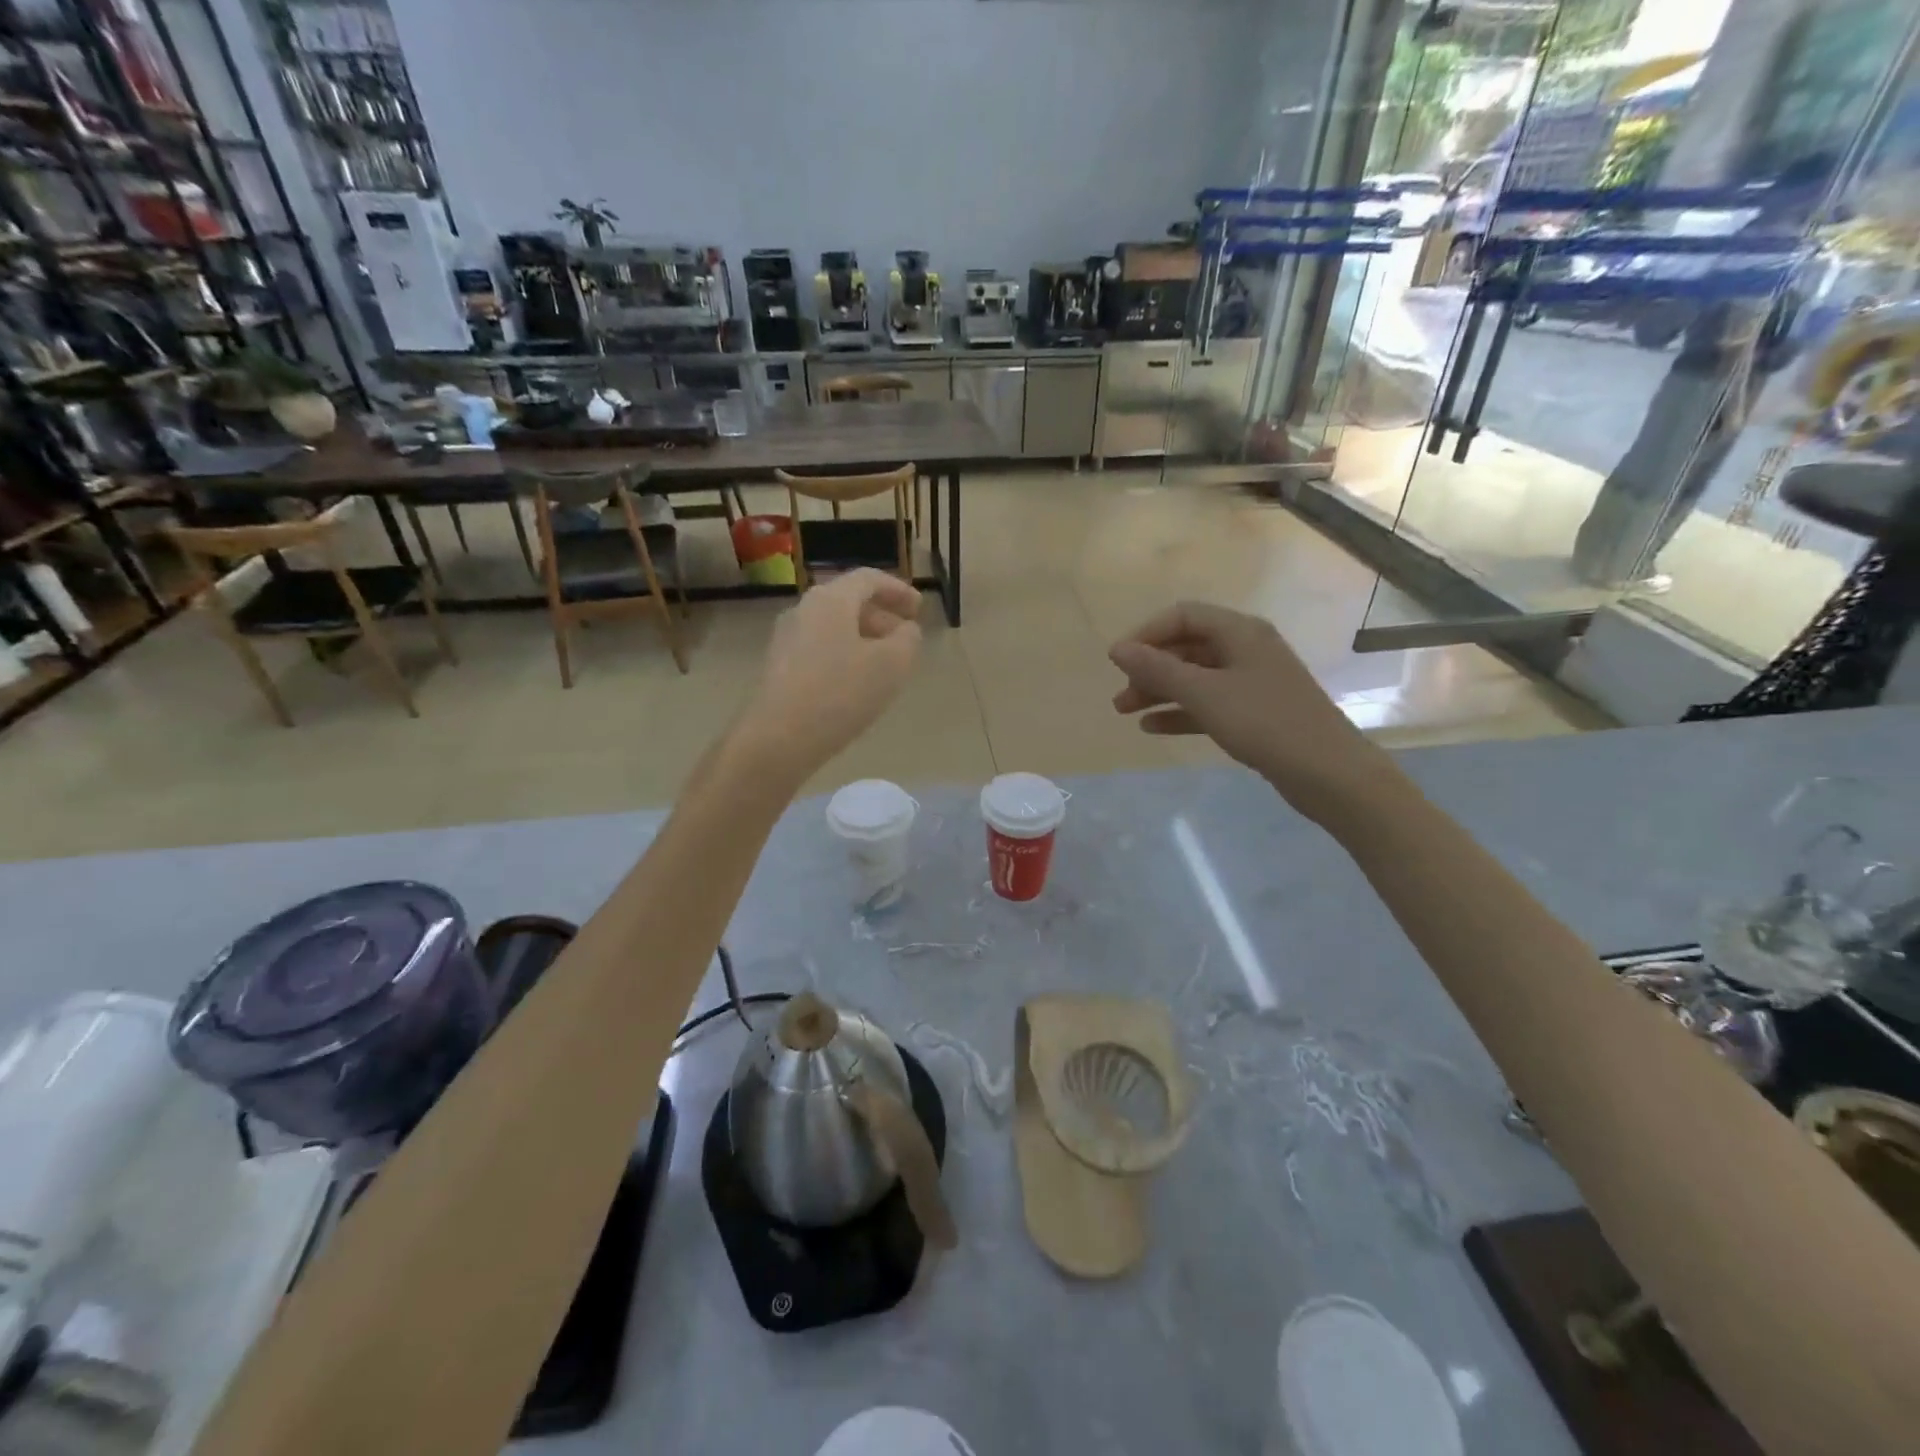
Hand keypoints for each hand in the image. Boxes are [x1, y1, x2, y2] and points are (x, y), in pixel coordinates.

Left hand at [742, 569, 922, 777]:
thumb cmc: (840, 693)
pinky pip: (819, 649)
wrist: (778, 739)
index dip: (898, 590)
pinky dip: (844, 655)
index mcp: (831, 599)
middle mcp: (803, 610)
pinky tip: (856, 684)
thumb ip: (908, 639)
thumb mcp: (892, 664)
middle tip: (905, 639)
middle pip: (849, 602)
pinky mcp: (779, 667)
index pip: (869, 579)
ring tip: (885, 665)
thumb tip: (905, 630)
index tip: (919, 609)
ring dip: (863, 639)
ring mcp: (786, 639)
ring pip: (833, 627)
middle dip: (882, 617)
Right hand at [1109, 602, 1382, 818]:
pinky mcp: (1254, 713)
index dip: (1146, 634)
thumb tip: (1117, 649)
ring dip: (1159, 691)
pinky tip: (1153, 728)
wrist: (1328, 772)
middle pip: (1187, 647)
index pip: (1183, 616)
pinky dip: (1180, 712)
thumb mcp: (1205, 693)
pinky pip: (1208, 704)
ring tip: (1126, 712)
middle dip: (1149, 668)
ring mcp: (1252, 682)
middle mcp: (1246, 649)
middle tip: (1120, 695)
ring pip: (1195, 678)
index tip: (1118, 661)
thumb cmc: (1265, 722)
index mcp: (1240, 632)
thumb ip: (1158, 669)